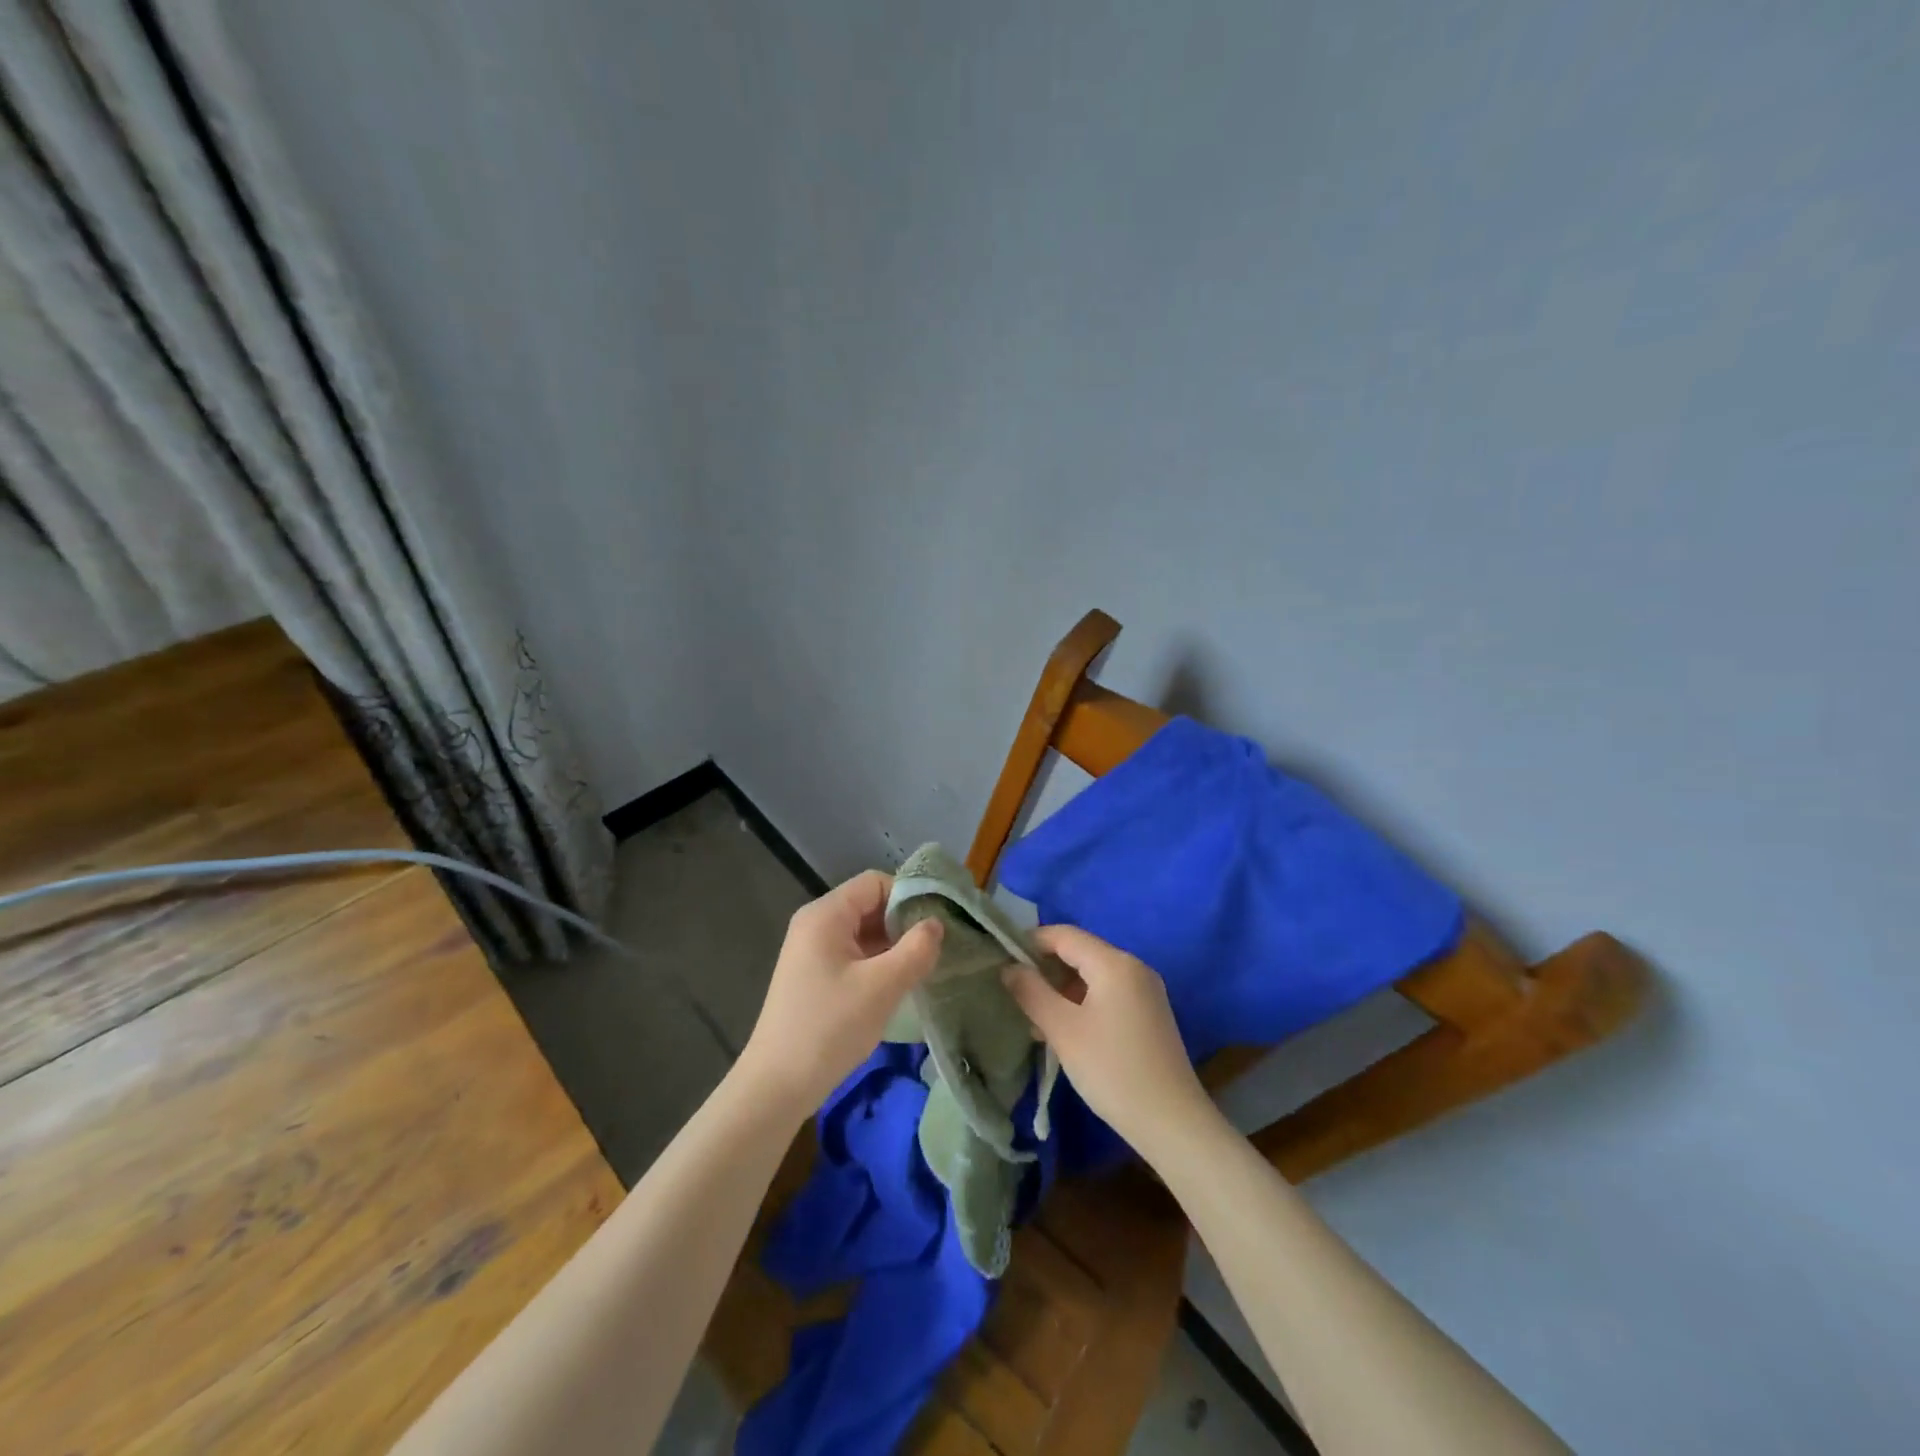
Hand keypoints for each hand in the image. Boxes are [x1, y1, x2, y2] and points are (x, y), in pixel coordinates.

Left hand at [738, 870, 943, 1115]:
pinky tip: (898, 986)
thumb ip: (916, 949)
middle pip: (870, 905)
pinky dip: (878, 963)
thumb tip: (936, 924)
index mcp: (826, 915)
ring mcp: (812, 951)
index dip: (909, 896)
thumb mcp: (882, 987)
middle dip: (903, 923)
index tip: (938, 924)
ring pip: (864, 932)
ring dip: (893, 946)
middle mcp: (816, 924)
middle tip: (935, 949)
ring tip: (923, 968)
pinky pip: (854, 955)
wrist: (777, 1087)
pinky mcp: (814, 976)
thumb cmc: (829, 1028)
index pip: (876, 882)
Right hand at [1002, 924, 1213, 1155]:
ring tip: (1035, 1021)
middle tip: (1016, 995)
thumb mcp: (1063, 1030)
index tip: (1002, 962)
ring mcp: (1146, 991)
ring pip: (1093, 976)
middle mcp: (1134, 967)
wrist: (1172, 1122)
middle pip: (1080, 953)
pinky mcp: (1150, 1015)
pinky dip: (1082, 1003)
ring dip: (1062, 990)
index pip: (1064, 935)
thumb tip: (1009, 968)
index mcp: (1114, 963)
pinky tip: (1065, 1032)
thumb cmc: (1112, 1070)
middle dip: (1045, 970)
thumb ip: (1032, 992)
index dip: (1030, 942)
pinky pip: (1108, 994)